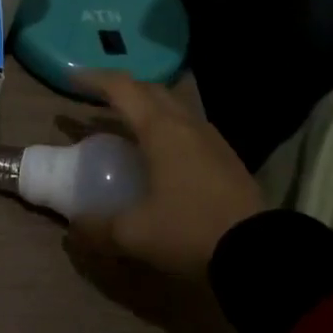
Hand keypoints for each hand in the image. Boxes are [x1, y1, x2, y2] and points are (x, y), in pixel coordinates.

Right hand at [68, 72, 266, 278]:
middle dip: (122, 90)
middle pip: (149, 90)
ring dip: (147, 108)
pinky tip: (164, 154)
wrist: (260, 254)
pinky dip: (167, 127)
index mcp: (160, 128)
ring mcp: (211, 138)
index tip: (72, 78)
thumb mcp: (136, 235)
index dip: (95, 79)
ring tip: (129, 126)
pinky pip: (189, 126)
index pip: (122, 88)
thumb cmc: (191, 231)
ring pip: (173, 106)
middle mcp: (185, 123)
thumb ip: (99, 228)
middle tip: (98, 101)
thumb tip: (74, 229)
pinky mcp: (227, 157)